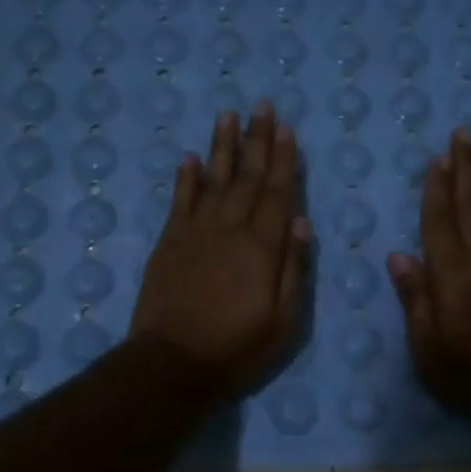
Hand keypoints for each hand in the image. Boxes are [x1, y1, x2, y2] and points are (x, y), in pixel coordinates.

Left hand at [129, 102, 311, 400]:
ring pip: (213, 180)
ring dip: (223, 147)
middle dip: (257, 140)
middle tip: (262, 106)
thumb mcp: (284, 322)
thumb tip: (302, 222)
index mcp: (262, 248)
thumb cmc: (236, 349)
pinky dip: (186, 178)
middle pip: (247, 178)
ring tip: (228, 115)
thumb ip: (294, 269)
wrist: (171, 365)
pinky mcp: (168, 244)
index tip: (286, 128)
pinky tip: (191, 157)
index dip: (283, 160)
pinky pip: (179, 202)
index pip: (277, 194)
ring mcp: (194, 234)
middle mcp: (229, 230)